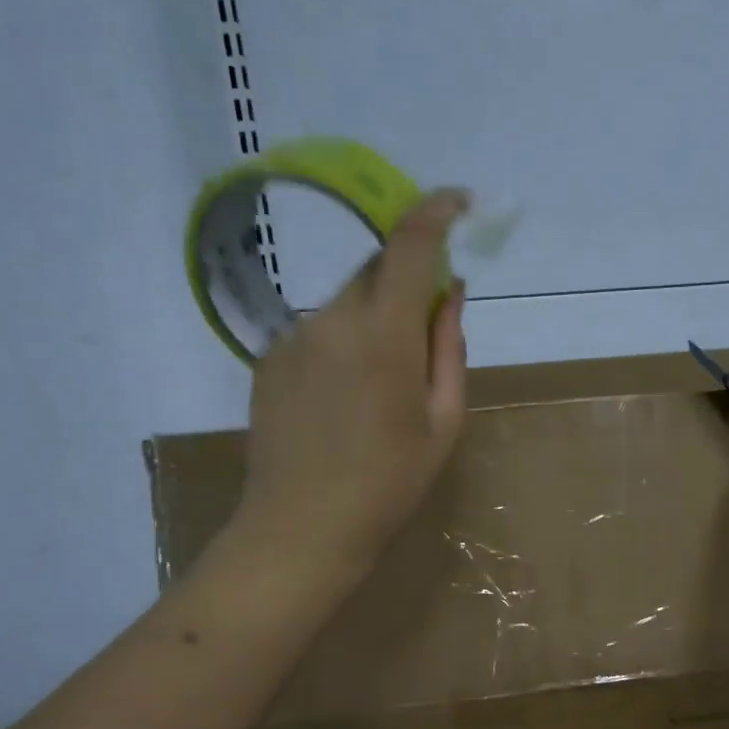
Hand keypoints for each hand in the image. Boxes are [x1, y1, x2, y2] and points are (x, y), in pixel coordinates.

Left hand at [226, 189, 470, 583]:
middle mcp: (332, 320)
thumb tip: (451, 292)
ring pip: (346, 302)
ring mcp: (293, 338)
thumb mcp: (443, 422)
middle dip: (405, 281)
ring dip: (373, 318)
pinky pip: (318, 331)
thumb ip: (448, 348)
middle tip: (426, 329)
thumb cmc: (390, 484)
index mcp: (384, 336)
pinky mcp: (269, 359)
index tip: (460, 201)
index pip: (408, 246)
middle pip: (374, 270)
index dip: (435, 212)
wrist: (302, 528)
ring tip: (382, 385)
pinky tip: (346, 398)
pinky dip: (343, 342)